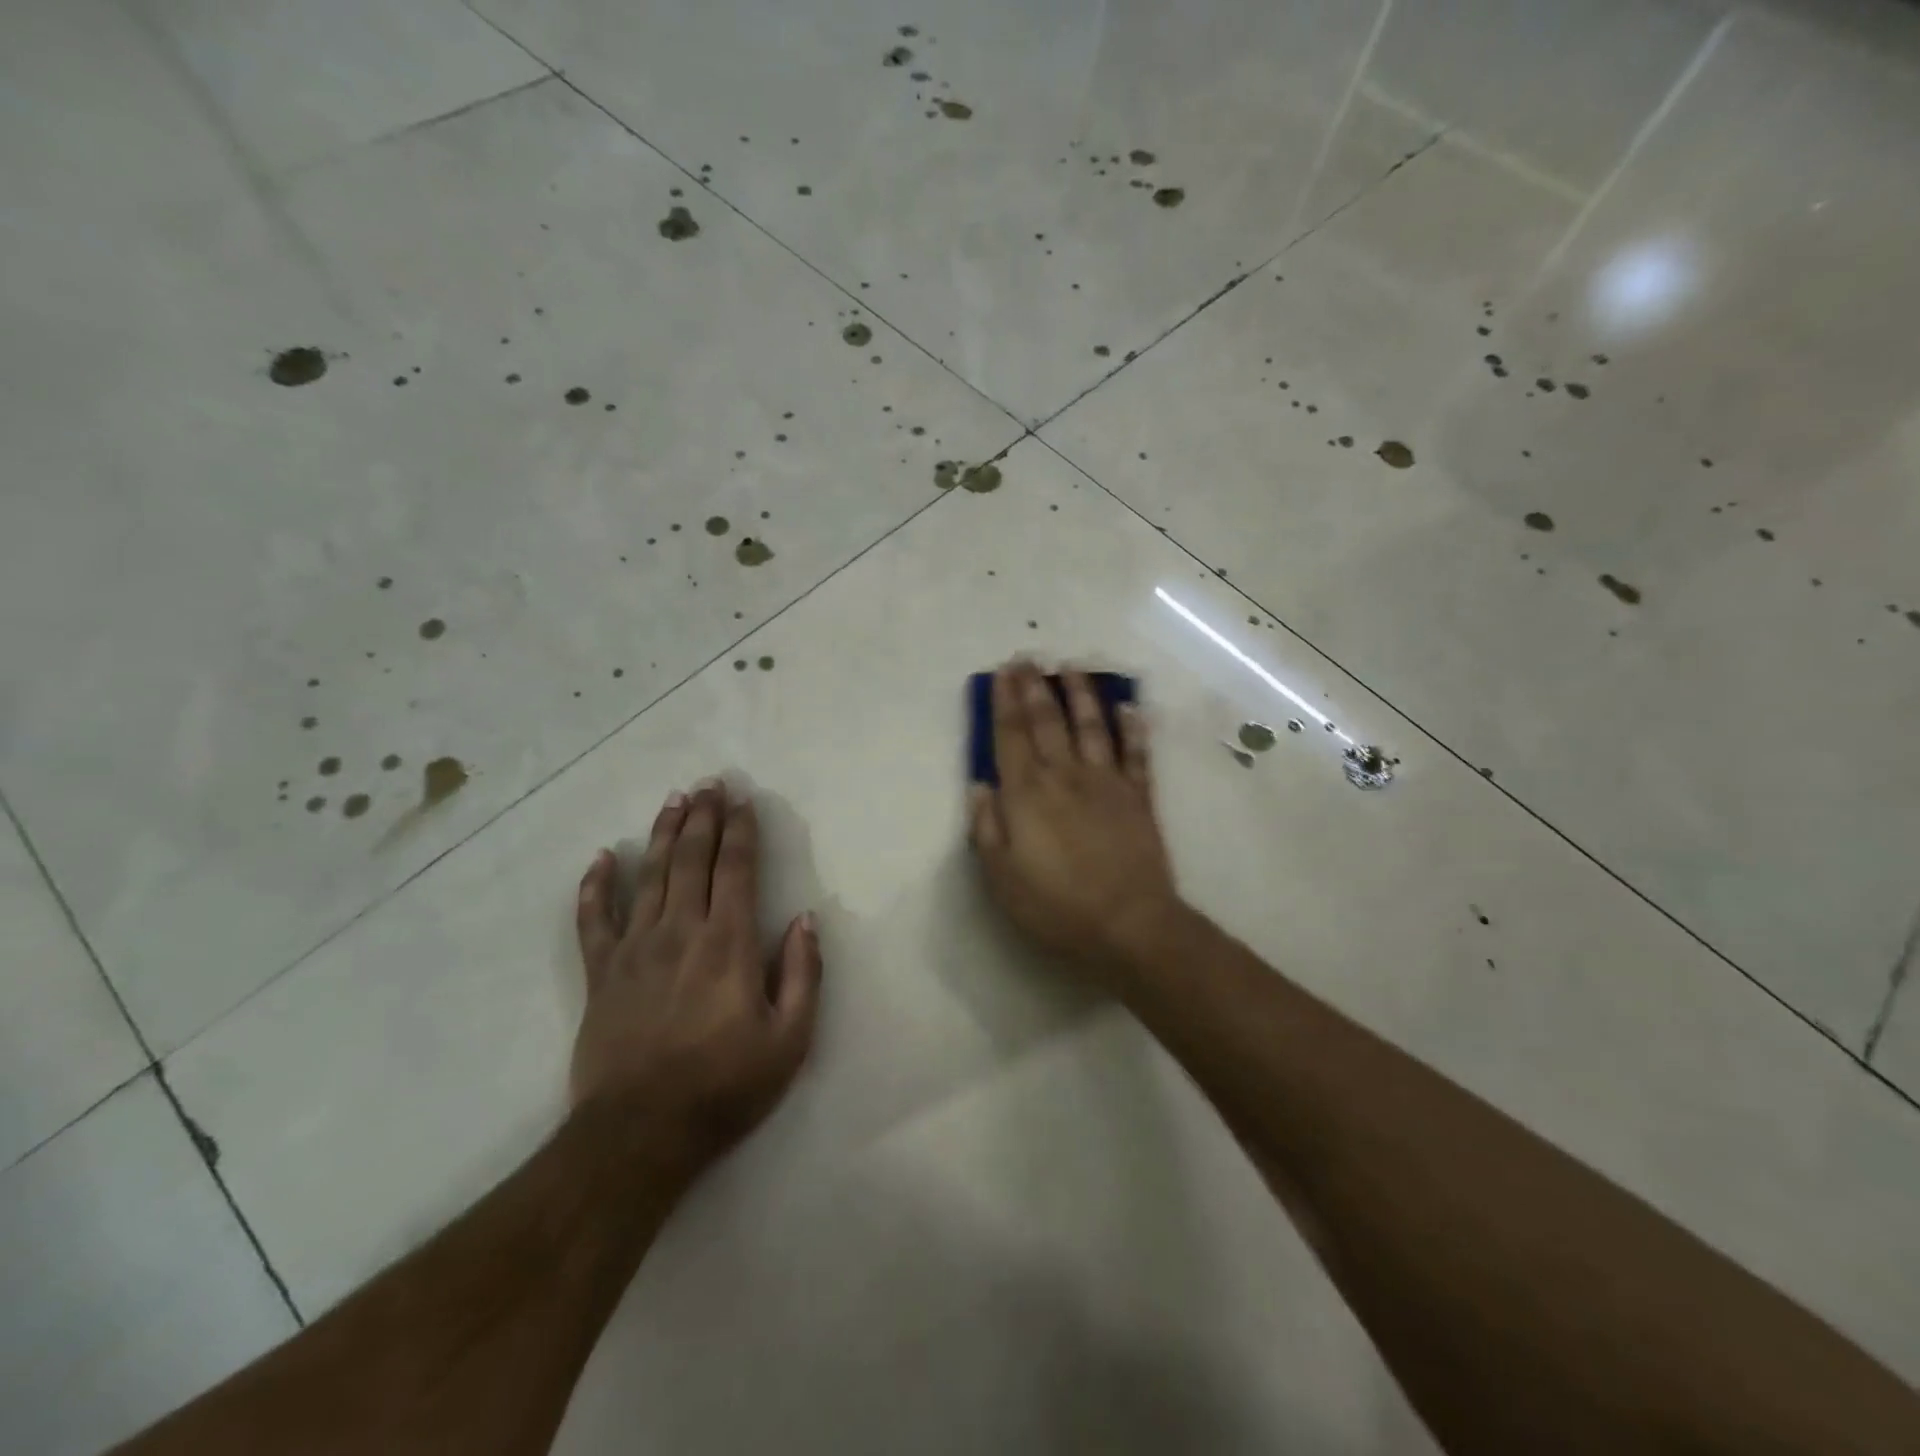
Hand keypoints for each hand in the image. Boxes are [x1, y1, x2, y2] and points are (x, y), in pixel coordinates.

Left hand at [572, 779, 821, 1175]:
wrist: (640, 1134)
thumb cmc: (725, 1087)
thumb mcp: (790, 1040)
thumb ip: (804, 974)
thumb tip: (807, 919)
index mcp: (729, 944)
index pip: (737, 870)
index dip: (742, 831)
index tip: (743, 801)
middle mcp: (682, 932)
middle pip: (693, 859)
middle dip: (704, 818)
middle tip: (709, 783)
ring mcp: (635, 949)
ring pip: (650, 876)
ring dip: (663, 834)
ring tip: (673, 800)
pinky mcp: (600, 973)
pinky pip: (593, 920)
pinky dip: (595, 887)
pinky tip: (601, 858)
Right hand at [967, 662, 1181, 980]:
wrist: (1129, 924)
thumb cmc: (1057, 906)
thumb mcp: (1002, 878)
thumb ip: (987, 828)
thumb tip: (979, 786)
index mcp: (1027, 794)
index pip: (1011, 736)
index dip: (1004, 702)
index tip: (1001, 673)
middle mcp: (1065, 776)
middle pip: (1048, 721)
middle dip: (1035, 687)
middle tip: (1028, 658)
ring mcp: (1106, 782)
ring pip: (1092, 726)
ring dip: (1081, 694)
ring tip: (1072, 668)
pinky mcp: (1139, 796)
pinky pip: (1136, 752)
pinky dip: (1132, 726)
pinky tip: (1128, 706)